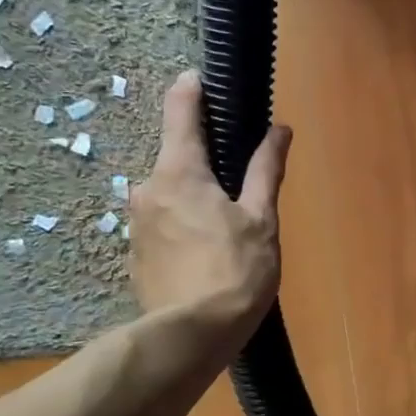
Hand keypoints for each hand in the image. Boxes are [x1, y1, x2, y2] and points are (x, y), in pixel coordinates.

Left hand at [129, 70, 290, 346]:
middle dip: (206, 156)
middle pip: (177, 155)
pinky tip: (208, 249)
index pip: (180, 109)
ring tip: (229, 220)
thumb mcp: (260, 219)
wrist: (190, 338)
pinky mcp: (137, 254)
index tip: (207, 78)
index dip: (193, 88)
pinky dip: (185, 222)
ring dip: (196, 193)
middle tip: (239, 173)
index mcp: (178, 171)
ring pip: (170, 192)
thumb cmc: (234, 272)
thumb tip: (279, 129)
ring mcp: (136, 223)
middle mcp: (147, 189)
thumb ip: (265, 170)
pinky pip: (164, 222)